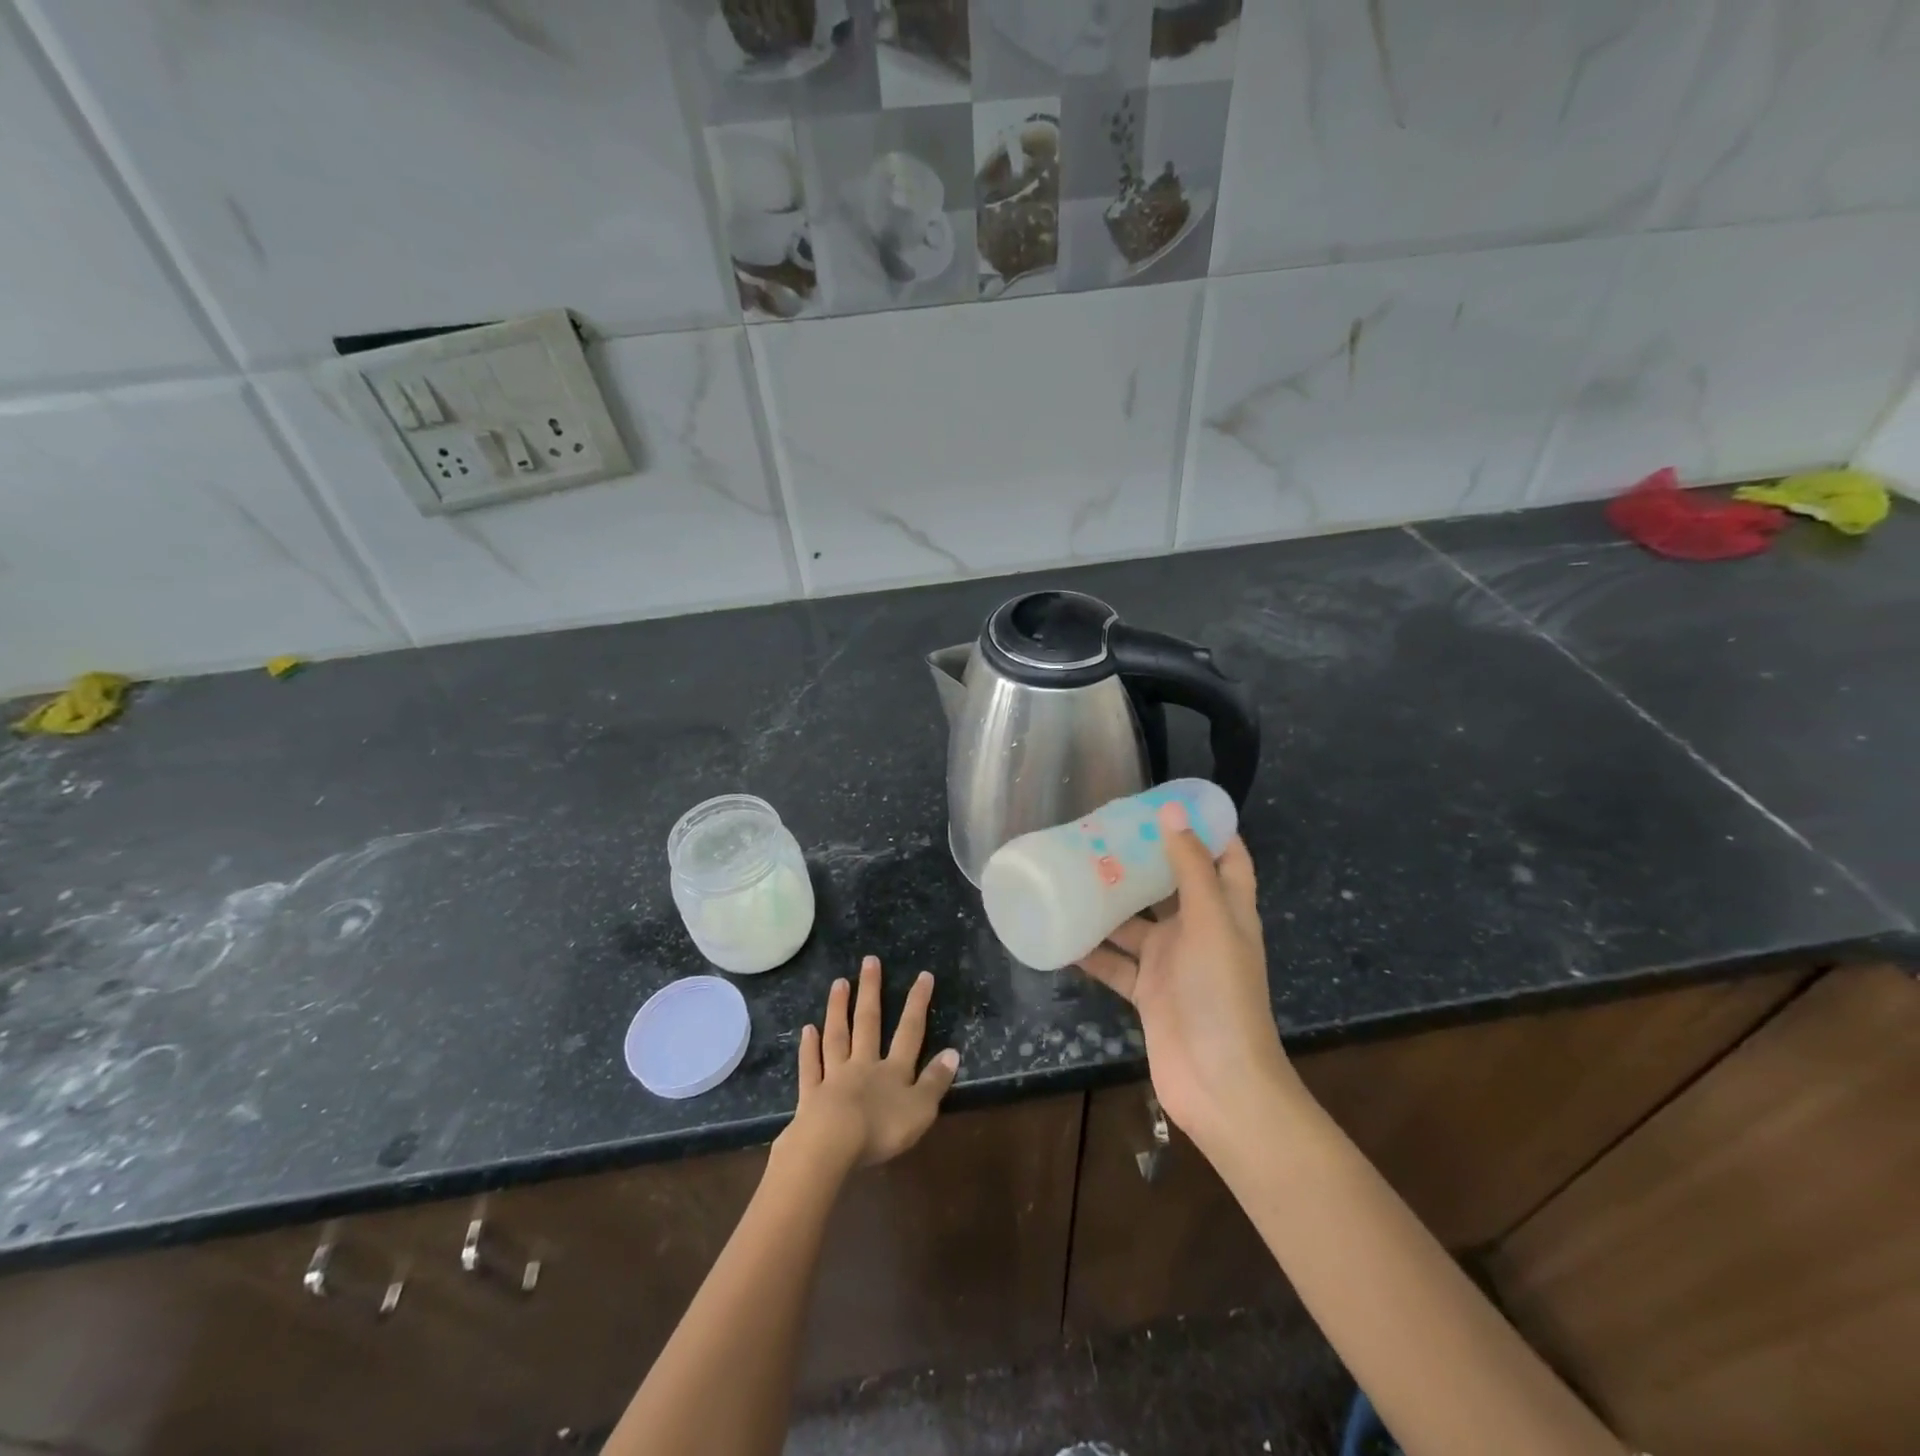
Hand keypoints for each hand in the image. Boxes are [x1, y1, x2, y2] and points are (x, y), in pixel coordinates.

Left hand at [779, 957, 959, 1174]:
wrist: (832, 1145)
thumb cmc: (881, 1129)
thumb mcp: (920, 1109)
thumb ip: (935, 1081)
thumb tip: (952, 1052)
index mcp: (893, 1071)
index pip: (910, 1031)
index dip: (917, 1004)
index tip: (923, 975)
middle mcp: (864, 1065)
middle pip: (868, 1022)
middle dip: (871, 991)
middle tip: (869, 961)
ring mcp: (835, 1077)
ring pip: (837, 1036)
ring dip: (838, 1009)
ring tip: (839, 982)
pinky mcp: (810, 1095)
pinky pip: (811, 1066)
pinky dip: (808, 1048)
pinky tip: (807, 1030)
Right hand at [1076, 803, 1295, 1157]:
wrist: (1220, 1084)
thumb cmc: (1223, 994)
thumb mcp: (1211, 922)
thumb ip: (1190, 868)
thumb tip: (1172, 811)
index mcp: (1227, 910)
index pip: (1226, 857)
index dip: (1208, 828)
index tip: (1171, 802)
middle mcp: (1199, 931)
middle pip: (1171, 885)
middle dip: (1144, 859)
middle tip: (1103, 830)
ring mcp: (1172, 963)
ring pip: (1135, 922)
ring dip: (1109, 902)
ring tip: (1072, 869)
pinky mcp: (1147, 992)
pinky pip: (1114, 962)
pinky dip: (1090, 950)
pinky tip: (1060, 931)